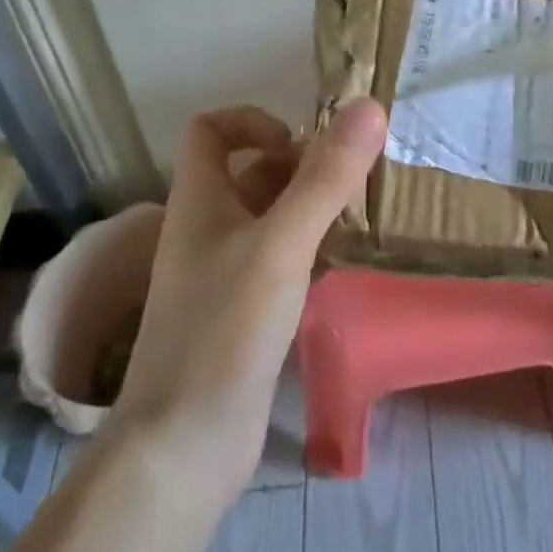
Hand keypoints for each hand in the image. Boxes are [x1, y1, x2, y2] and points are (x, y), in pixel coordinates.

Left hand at [111, 99, 386, 506]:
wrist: (185, 444)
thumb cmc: (225, 329)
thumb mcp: (282, 244)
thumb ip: (325, 178)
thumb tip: (367, 107)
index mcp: (200, 201)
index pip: (211, 130)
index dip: (253, 121)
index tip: (299, 143)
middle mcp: (207, 229)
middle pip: (251, 173)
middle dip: (301, 167)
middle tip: (352, 181)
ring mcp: (223, 273)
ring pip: (270, 218)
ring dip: (311, 208)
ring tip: (360, 216)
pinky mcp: (243, 312)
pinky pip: (280, 260)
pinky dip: (310, 249)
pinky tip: (344, 263)